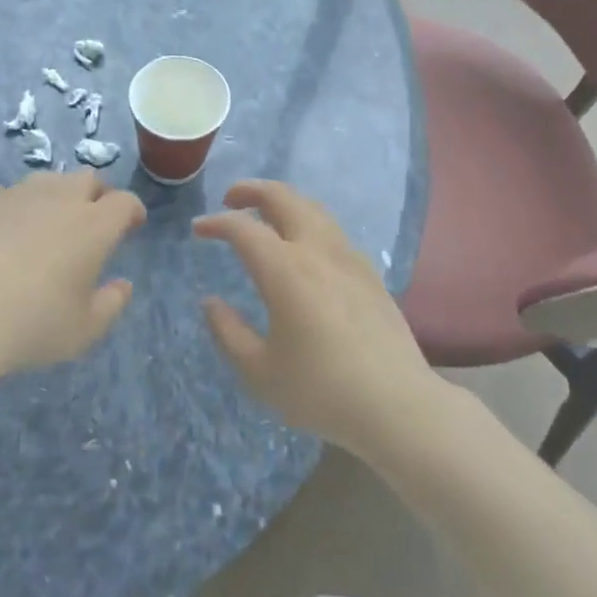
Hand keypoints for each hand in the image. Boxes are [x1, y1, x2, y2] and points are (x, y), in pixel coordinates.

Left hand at [0, 171, 145, 380]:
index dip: (132, 211)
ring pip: (45, 180)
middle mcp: (58, 199)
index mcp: (93, 226)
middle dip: (96, 195)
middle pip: (87, 179)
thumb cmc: (34, 324)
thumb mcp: (85, 329)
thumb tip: (122, 285)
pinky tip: (1, 224)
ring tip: (46, 221)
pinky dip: (7, 204)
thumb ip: (112, 304)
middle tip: (93, 220)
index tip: (132, 225)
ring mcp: (15, 195)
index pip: (124, 202)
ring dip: (54, 195)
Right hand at [194, 181, 434, 457]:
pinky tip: (303, 248)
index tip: (198, 230)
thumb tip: (211, 303)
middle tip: (230, 199)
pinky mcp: (369, 273)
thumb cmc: (321, 391)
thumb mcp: (259, 372)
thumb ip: (228, 332)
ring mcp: (349, 258)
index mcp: (285, 271)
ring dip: (282, 202)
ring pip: (312, 208)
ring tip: (264, 216)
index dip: (216, 222)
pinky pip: (332, 230)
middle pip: (284, 198)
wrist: (398, 406)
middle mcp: (317, 252)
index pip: (243, 228)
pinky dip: (307, 222)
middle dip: (252, 190)